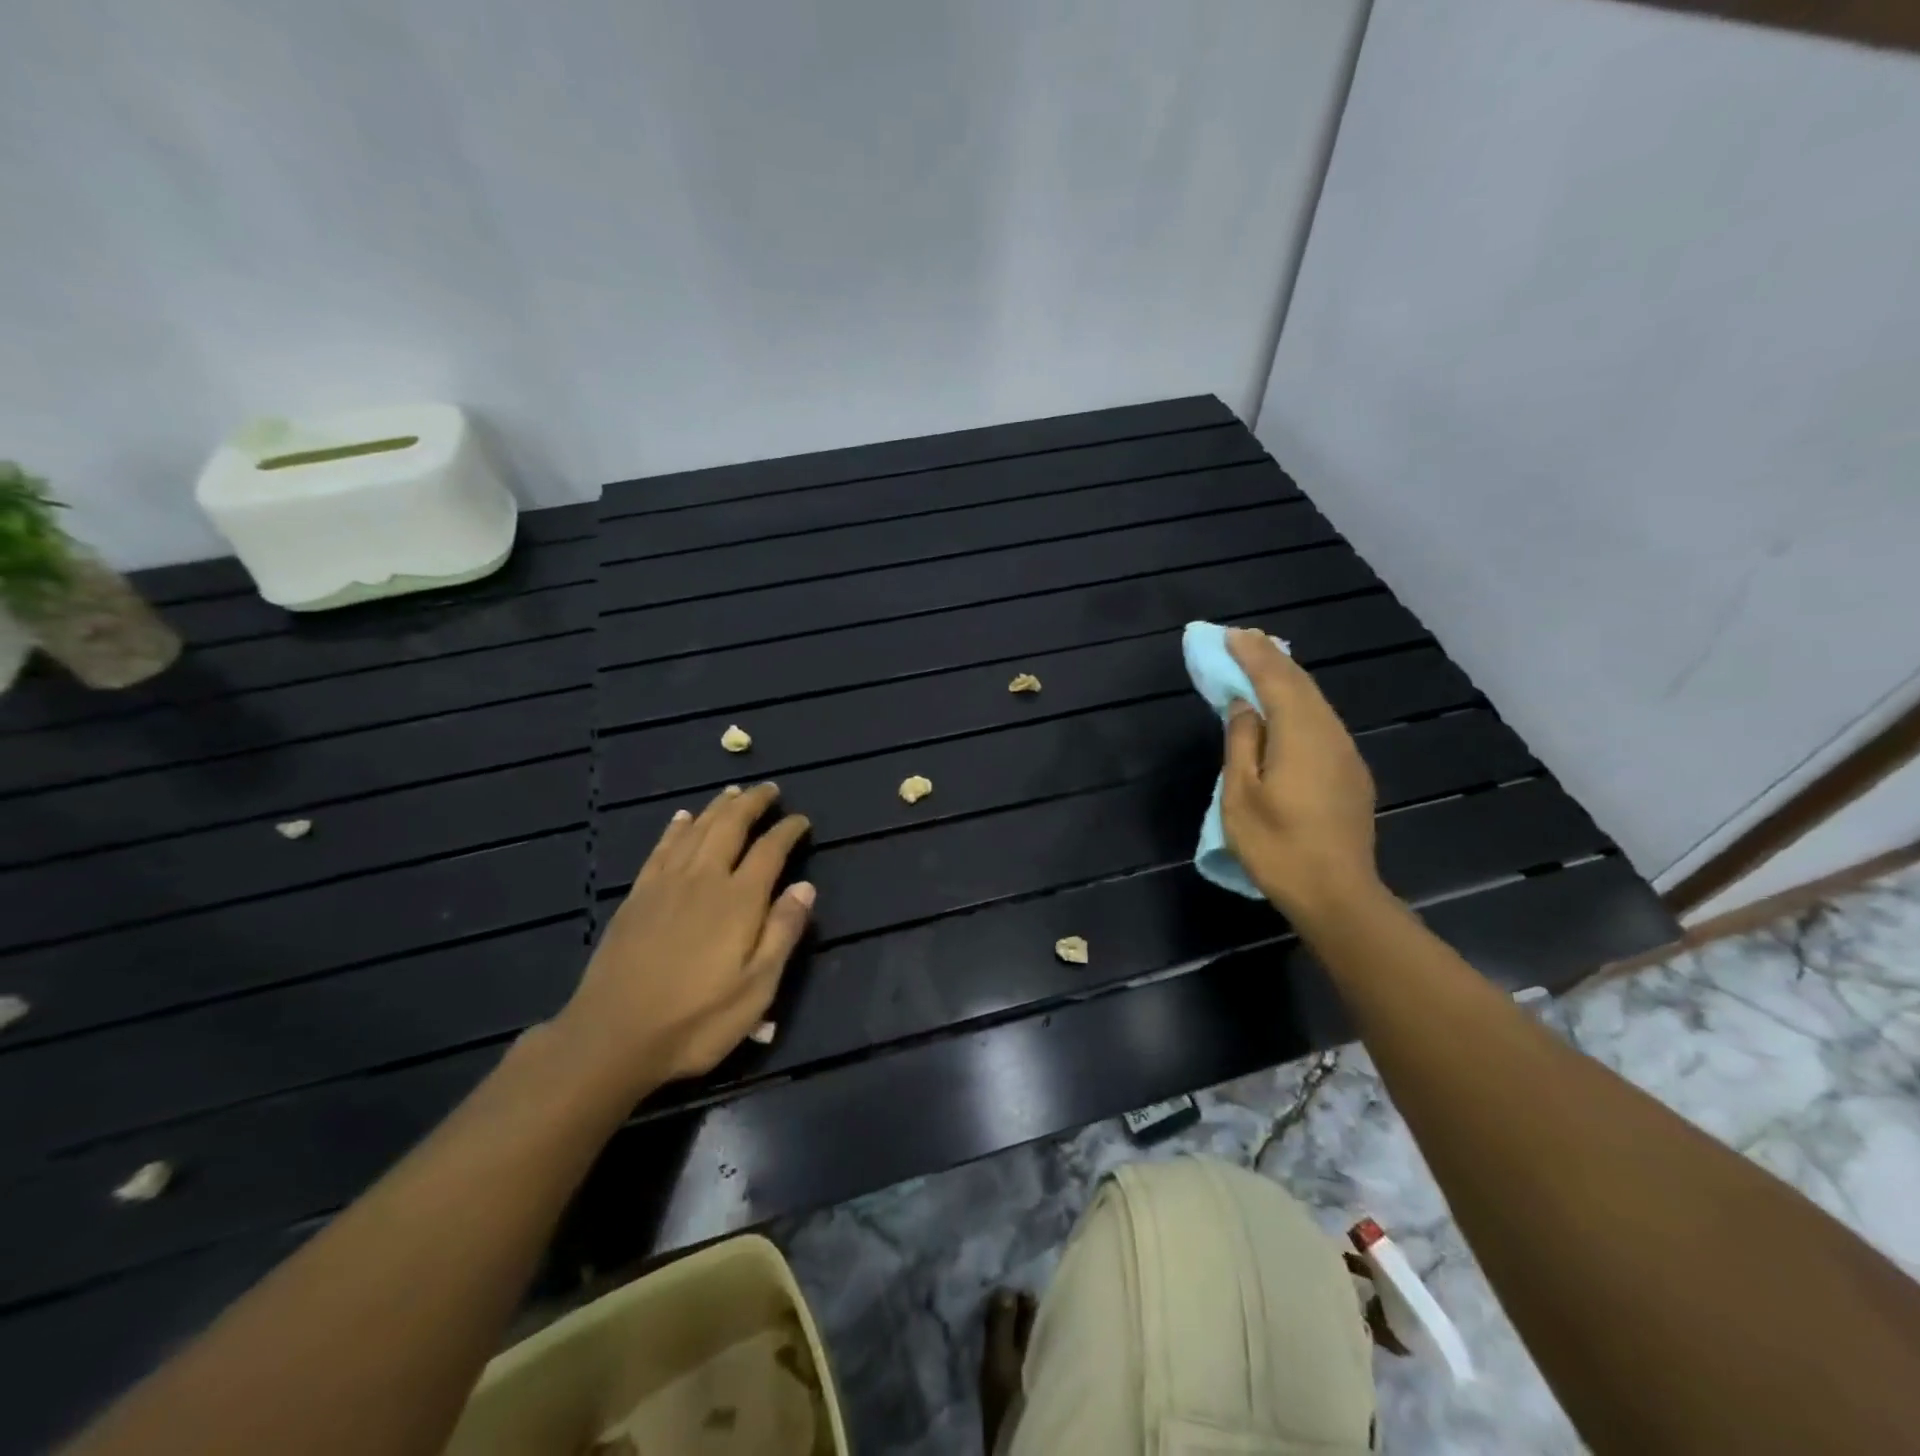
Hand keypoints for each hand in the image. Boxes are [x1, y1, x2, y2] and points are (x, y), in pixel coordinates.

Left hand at [553, 783, 813, 1095]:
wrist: (612, 1036)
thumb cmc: (696, 1019)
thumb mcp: (757, 988)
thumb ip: (783, 932)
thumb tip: (805, 886)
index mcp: (739, 900)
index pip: (770, 850)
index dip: (787, 831)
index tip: (801, 820)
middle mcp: (704, 879)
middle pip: (730, 826)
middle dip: (752, 803)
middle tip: (769, 789)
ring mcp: (666, 884)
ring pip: (696, 830)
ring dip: (717, 807)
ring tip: (733, 792)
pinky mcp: (638, 896)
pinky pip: (661, 849)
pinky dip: (676, 828)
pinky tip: (682, 818)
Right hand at [1220, 627, 1384, 921]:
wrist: (1338, 895)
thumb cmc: (1278, 847)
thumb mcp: (1241, 796)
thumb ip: (1242, 743)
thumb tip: (1245, 706)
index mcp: (1301, 735)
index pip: (1276, 680)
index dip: (1252, 655)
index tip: (1231, 635)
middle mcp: (1330, 735)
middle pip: (1301, 686)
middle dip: (1271, 659)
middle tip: (1244, 641)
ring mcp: (1346, 755)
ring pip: (1316, 703)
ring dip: (1287, 681)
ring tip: (1262, 666)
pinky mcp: (1351, 775)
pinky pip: (1322, 724)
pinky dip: (1300, 705)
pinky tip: (1287, 710)